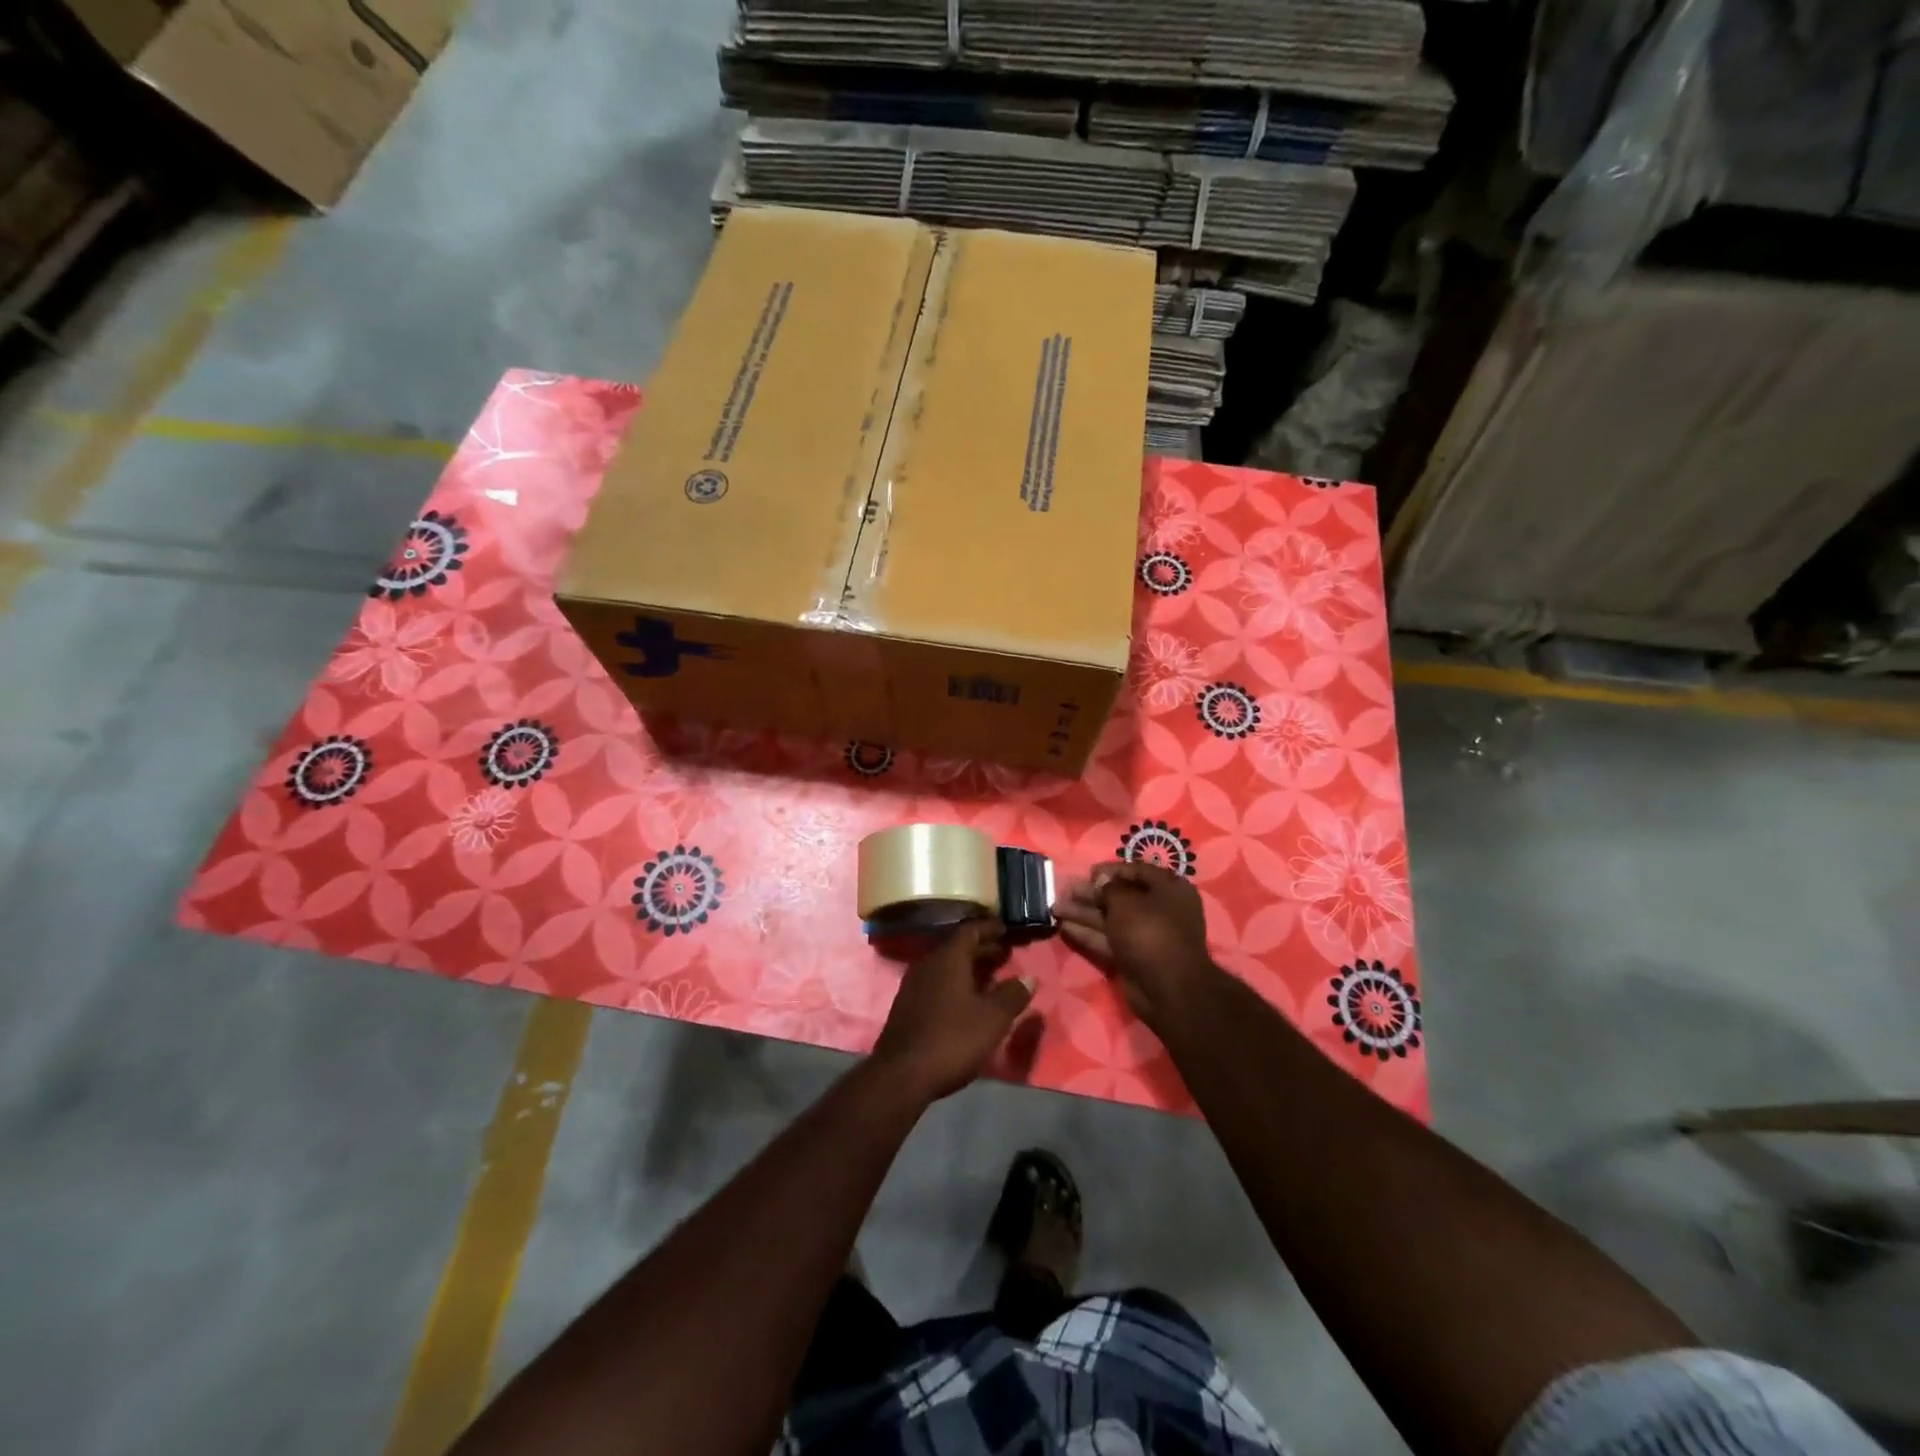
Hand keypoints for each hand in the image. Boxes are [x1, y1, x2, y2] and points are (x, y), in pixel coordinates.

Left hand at [870, 920, 1034, 1102]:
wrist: (902, 1075)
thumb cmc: (952, 1039)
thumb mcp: (992, 1018)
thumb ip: (1012, 995)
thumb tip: (1028, 978)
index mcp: (948, 958)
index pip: (970, 930)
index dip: (990, 928)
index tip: (1007, 929)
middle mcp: (928, 964)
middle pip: (958, 948)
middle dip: (983, 949)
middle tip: (1006, 954)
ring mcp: (914, 985)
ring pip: (947, 967)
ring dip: (970, 969)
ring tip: (993, 978)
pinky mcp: (908, 1006)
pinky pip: (937, 983)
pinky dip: (956, 984)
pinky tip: (969, 1001)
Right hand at [1054, 863, 1218, 1025]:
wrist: (1168, 989)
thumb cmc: (1150, 932)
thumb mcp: (1126, 902)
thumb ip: (1109, 888)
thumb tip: (1101, 880)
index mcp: (1169, 889)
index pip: (1138, 871)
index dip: (1112, 870)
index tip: (1088, 873)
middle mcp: (1160, 910)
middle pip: (1121, 896)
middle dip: (1092, 893)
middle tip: (1066, 890)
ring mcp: (1146, 935)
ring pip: (1111, 918)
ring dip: (1084, 912)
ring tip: (1055, 907)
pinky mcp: (1133, 956)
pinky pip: (1109, 939)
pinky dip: (1088, 933)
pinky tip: (1064, 926)